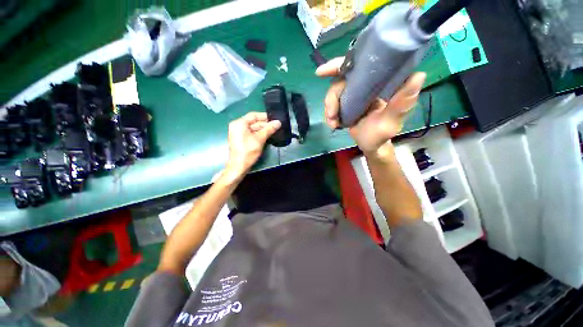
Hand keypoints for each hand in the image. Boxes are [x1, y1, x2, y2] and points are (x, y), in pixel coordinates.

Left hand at [225, 112, 280, 178]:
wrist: (239, 166)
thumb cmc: (248, 151)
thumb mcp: (260, 139)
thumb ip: (269, 129)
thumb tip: (278, 122)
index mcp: (239, 123)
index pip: (254, 115)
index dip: (265, 116)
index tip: (275, 118)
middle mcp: (237, 126)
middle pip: (253, 122)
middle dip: (265, 124)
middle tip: (277, 126)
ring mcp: (238, 133)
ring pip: (253, 128)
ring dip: (263, 129)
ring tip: (274, 130)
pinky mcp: (241, 139)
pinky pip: (251, 133)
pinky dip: (258, 134)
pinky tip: (267, 135)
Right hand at [316, 57, 425, 154]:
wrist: (370, 145)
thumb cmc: (382, 134)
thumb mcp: (391, 121)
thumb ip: (401, 103)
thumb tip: (418, 75)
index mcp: (378, 82)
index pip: (358, 65)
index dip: (339, 65)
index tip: (321, 72)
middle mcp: (365, 84)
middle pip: (340, 81)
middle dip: (331, 98)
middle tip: (331, 114)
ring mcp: (353, 94)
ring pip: (334, 94)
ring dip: (329, 109)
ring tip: (333, 123)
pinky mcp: (346, 104)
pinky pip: (332, 104)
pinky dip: (329, 114)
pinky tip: (333, 124)